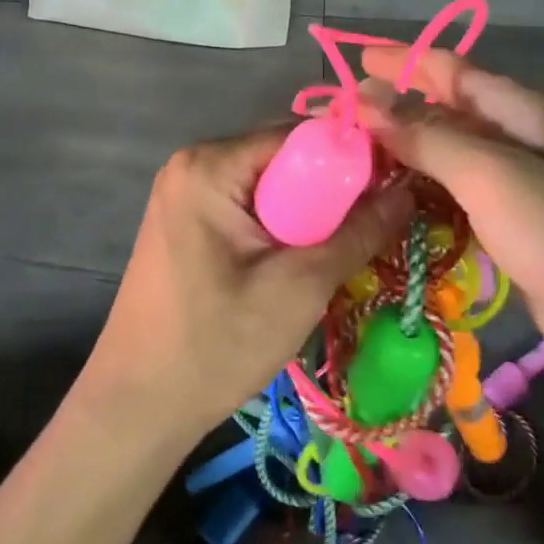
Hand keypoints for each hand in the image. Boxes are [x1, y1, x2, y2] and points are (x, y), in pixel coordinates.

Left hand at [84, 128, 412, 441]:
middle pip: (285, 157)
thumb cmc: (215, 345)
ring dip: (309, 213)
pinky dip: (281, 226)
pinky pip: (250, 205)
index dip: (351, 157)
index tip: (395, 187)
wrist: (136, 408)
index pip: (300, 135)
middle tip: (374, 225)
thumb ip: (358, 232)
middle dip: (331, 189)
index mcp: (210, 164)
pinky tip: (301, 260)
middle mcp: (194, 163)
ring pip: (271, 184)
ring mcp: (185, 192)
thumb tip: (407, 191)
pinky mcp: (187, 222)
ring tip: (345, 247)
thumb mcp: (299, 286)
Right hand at [359, 45, 543, 410]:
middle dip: (394, 109)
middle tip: (338, 120)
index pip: (451, 69)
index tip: (351, 62)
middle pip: (445, 111)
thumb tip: (364, 101)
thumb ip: (427, 137)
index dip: (402, 61)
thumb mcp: (492, 176)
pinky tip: (389, 205)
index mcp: (521, 113)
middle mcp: (518, 142)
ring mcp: (516, 190)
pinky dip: (420, 196)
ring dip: (403, 154)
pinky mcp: (510, 233)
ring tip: (351, 161)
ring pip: (446, 158)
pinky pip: (454, 200)